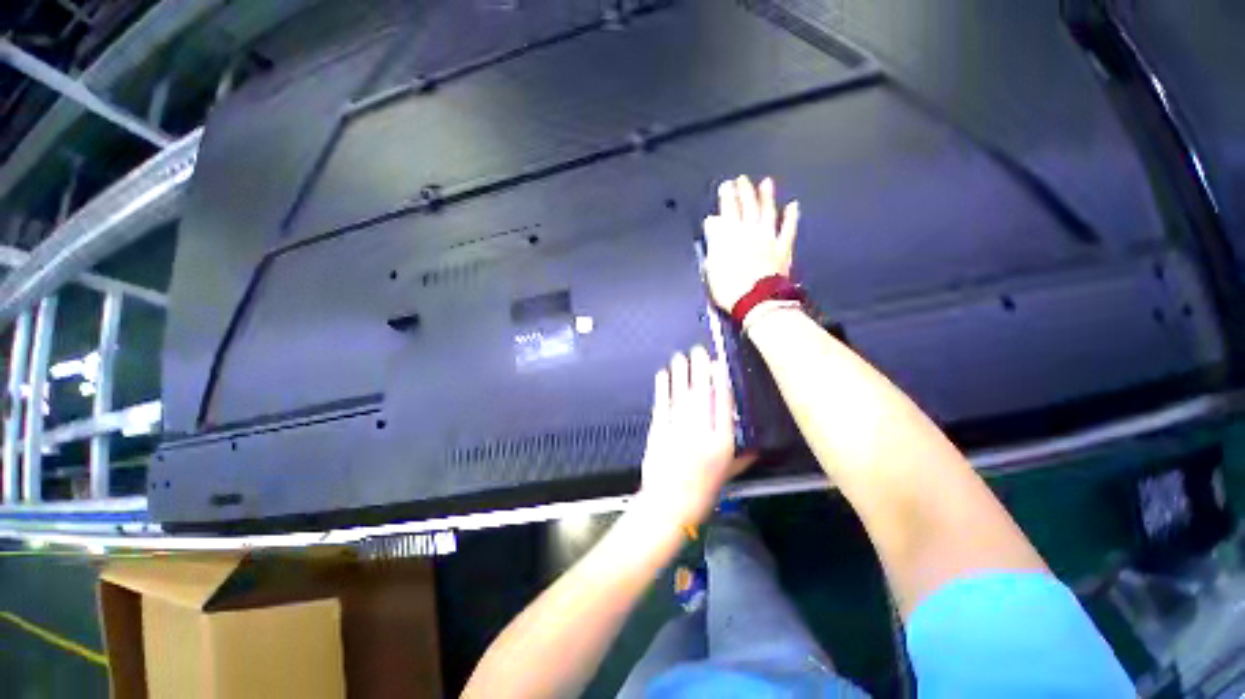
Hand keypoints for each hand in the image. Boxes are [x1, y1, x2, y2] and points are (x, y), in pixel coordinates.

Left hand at [638, 346, 756, 528]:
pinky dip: (662, 388)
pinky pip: (662, 404)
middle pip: (702, 393)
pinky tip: (663, 374)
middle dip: (700, 369)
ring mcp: (677, 430)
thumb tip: (757, 445)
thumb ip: (743, 459)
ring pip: (681, 395)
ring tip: (681, 355)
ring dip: (680, 373)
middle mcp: (700, 432)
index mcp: (721, 444)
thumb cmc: (701, 493)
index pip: (724, 405)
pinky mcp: (658, 431)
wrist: (667, 508)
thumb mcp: (728, 477)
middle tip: (698, 349)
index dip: (721, 381)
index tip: (720, 363)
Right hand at [703, 175, 799, 310]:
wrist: (756, 301)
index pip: (728, 211)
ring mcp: (769, 239)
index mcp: (731, 237)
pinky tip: (793, 205)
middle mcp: (751, 233)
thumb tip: (712, 225)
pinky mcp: (783, 249)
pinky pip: (788, 229)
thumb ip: (714, 243)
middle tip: (743, 180)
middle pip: (748, 207)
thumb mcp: (712, 267)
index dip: (727, 197)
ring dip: (767, 197)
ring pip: (768, 212)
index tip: (726, 186)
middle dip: (744, 191)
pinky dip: (791, 217)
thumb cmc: (730, 288)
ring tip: (766, 183)